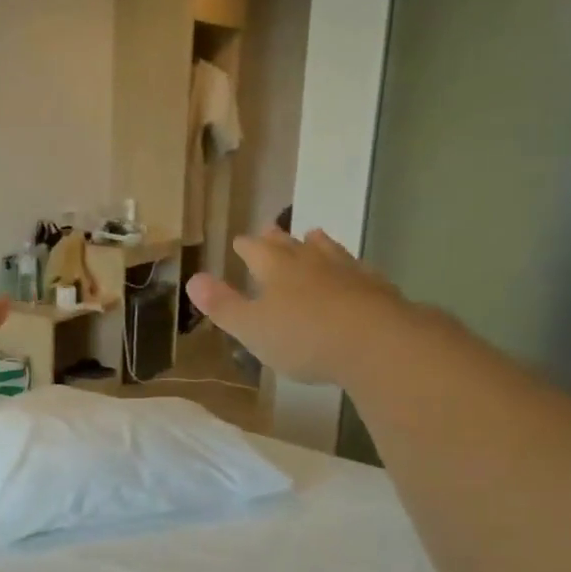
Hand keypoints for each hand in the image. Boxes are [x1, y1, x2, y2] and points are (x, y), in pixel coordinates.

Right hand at [187, 227, 405, 385]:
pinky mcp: (377, 288)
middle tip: (271, 229)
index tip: (240, 242)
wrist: (375, 342)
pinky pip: (360, 271)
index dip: (246, 247)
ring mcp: (348, 272)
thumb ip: (223, 305)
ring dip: (318, 244)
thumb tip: (193, 279)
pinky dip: (351, 268)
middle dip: (278, 239)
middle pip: (291, 245)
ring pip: (328, 251)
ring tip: (314, 236)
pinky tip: (356, 271)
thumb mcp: (252, 328)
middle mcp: (311, 262)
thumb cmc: (303, 337)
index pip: (255, 250)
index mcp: (276, 269)